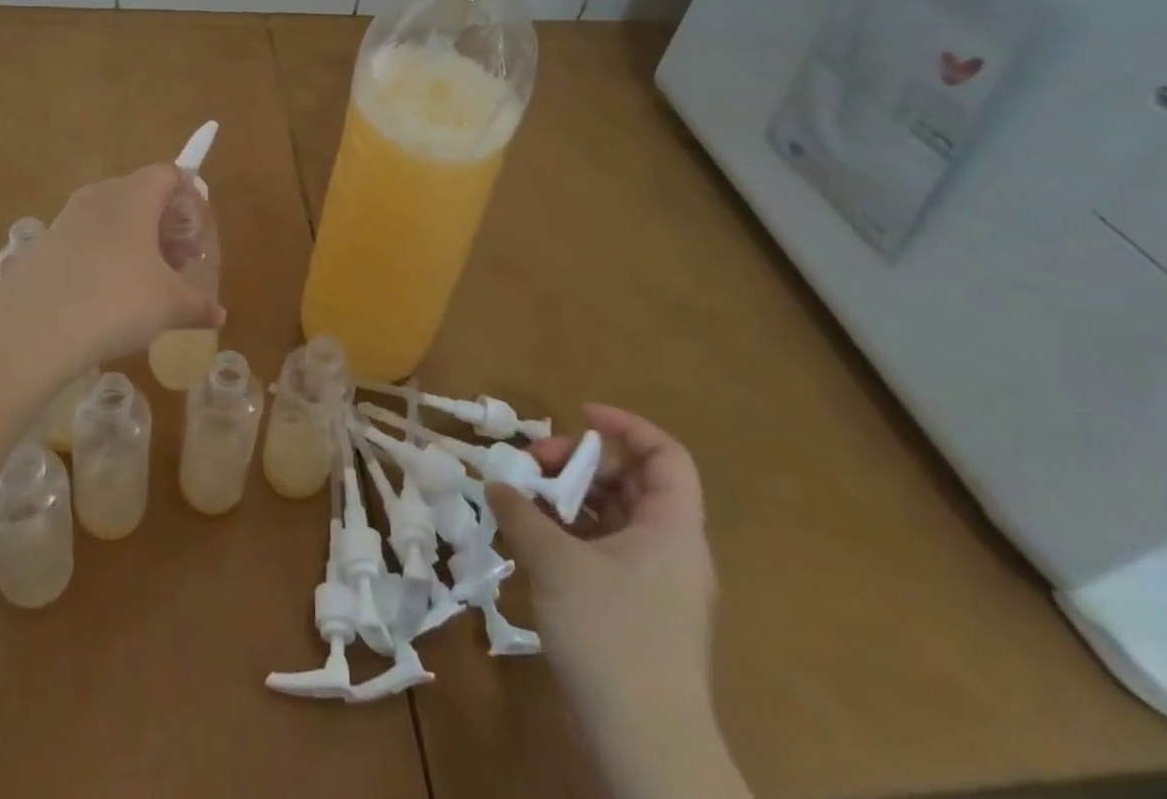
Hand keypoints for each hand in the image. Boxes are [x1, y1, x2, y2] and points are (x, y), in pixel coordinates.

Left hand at [0, 164, 223, 367]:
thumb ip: (198, 305)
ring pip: (112, 218)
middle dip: (166, 224)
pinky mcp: (45, 244)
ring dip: (136, 241)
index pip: (169, 174)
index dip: (191, 199)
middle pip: (142, 194)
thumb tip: (218, 315)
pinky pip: (87, 239)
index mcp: (134, 195)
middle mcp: (100, 196)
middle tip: (180, 261)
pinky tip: (109, 295)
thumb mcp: (168, 305)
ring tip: (148, 281)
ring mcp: (67, 218)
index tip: (198, 235)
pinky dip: (106, 255)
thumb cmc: (116, 301)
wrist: (33, 329)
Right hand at [488, 404, 716, 715]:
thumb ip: (521, 513)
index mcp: (672, 528)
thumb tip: (495, 483)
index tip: (577, 415)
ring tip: (522, 499)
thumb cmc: (612, 638)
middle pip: (630, 481)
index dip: (626, 425)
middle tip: (532, 466)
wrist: (647, 750)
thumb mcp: (557, 564)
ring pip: (613, 516)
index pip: (665, 455)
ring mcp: (654, 583)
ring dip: (568, 498)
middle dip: (579, 462)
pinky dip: (569, 534)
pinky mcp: (635, 612)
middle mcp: (670, 548)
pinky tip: (531, 538)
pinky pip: (603, 550)